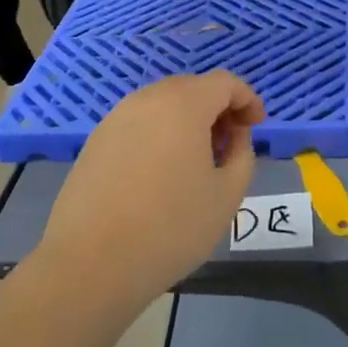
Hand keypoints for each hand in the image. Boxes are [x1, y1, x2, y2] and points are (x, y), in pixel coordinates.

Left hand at [39, 72, 265, 309]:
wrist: (90, 264)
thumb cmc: (170, 228)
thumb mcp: (226, 195)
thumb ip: (243, 154)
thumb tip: (234, 136)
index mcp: (183, 104)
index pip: (224, 82)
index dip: (247, 99)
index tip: (256, 127)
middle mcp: (147, 99)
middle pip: (192, 88)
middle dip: (217, 109)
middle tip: (229, 146)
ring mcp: (116, 118)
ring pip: (162, 105)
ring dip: (187, 122)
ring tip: (196, 163)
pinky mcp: (95, 141)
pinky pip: (138, 124)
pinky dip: (159, 135)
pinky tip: (160, 175)